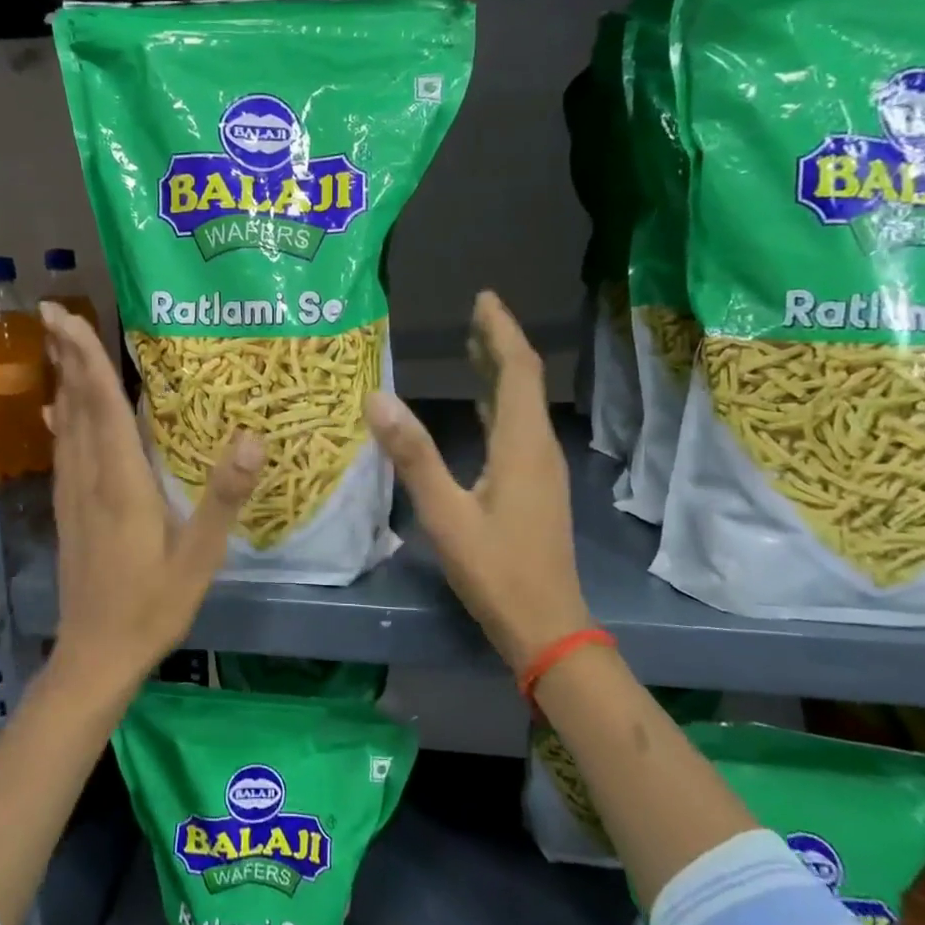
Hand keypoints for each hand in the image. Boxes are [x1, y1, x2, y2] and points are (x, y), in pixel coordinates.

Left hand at [41, 302, 263, 694]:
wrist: (95, 655)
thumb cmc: (152, 607)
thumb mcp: (200, 557)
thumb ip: (223, 497)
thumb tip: (251, 438)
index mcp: (121, 484)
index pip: (101, 407)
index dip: (86, 358)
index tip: (65, 317)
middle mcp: (90, 480)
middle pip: (76, 406)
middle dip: (67, 357)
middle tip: (55, 312)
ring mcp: (73, 496)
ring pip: (65, 426)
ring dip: (63, 382)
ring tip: (60, 347)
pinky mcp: (69, 512)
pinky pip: (64, 452)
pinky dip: (61, 421)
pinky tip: (56, 412)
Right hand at [364, 291, 590, 673]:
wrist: (546, 626)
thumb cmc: (495, 570)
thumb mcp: (446, 514)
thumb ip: (413, 456)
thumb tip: (377, 398)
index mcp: (521, 444)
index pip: (517, 369)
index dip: (501, 330)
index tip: (483, 298)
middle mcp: (537, 447)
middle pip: (524, 381)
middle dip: (500, 343)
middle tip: (473, 314)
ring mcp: (541, 469)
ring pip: (521, 406)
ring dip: (500, 373)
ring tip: (472, 348)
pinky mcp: (536, 488)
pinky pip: (517, 430)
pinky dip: (498, 405)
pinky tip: (480, 408)